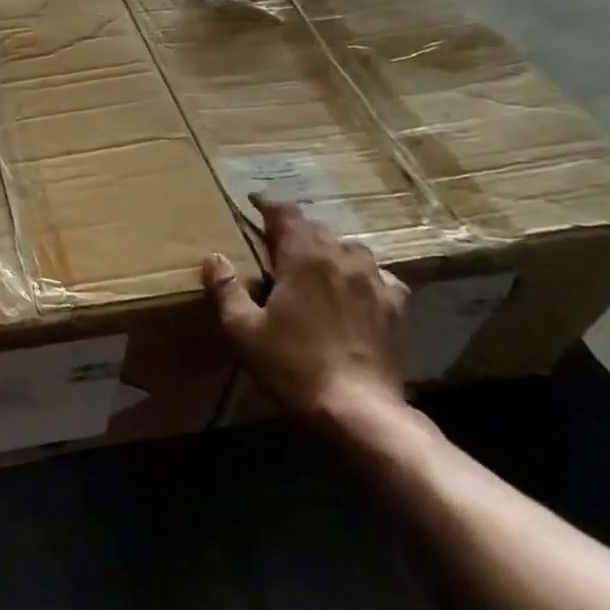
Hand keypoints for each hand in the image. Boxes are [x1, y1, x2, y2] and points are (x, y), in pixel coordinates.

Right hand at [203, 196, 408, 420]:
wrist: (358, 408)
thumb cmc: (293, 365)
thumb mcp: (243, 330)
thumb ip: (227, 289)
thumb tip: (214, 258)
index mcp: (303, 258)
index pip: (286, 214)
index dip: (268, 204)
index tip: (254, 200)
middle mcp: (341, 258)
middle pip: (317, 228)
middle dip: (295, 229)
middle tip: (275, 241)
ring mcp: (374, 281)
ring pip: (350, 247)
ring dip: (329, 248)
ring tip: (315, 262)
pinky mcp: (396, 306)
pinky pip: (380, 275)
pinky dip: (364, 274)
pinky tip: (357, 288)